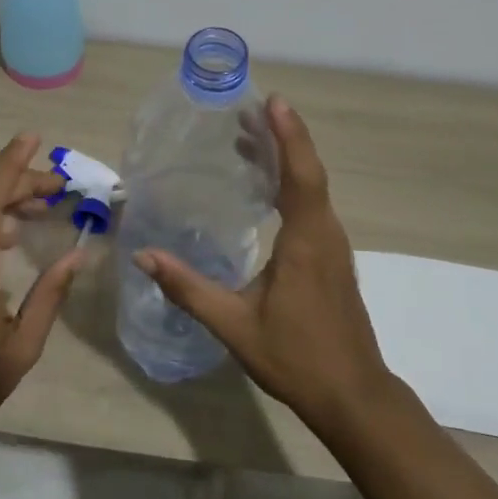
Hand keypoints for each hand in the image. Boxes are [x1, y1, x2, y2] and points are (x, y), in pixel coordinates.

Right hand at [135, 96, 395, 437]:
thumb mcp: (234, 325)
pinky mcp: (331, 258)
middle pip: (308, 172)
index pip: (301, 176)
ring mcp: (333, 246)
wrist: (353, 396)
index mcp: (307, 242)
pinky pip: (312, 206)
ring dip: (285, 159)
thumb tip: (143, 257)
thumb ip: (189, 289)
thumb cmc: (296, 357)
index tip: (273, 102)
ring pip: (312, 188)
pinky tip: (265, 190)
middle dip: (280, 138)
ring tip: (248, 140)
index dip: (289, 136)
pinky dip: (290, 184)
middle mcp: (326, 235)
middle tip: (246, 113)